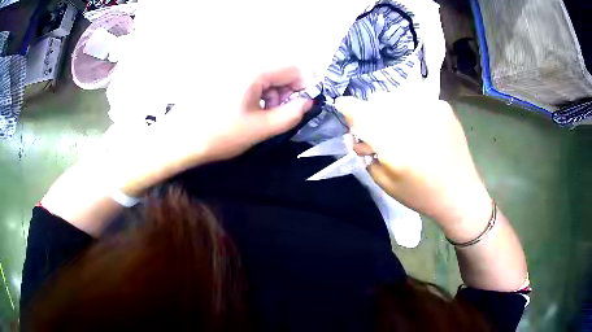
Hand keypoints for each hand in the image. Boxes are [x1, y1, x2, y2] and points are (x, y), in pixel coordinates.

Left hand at [107, 66, 312, 194]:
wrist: (177, 140)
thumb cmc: (218, 135)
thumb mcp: (261, 129)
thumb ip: (291, 114)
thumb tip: (307, 102)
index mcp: (255, 70)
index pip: (296, 67)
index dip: (305, 86)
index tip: (300, 106)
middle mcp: (243, 62)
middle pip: (280, 69)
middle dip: (286, 91)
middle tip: (276, 115)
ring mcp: (230, 67)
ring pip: (265, 74)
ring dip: (270, 92)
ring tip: (259, 115)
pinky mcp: (220, 75)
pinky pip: (249, 77)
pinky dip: (255, 92)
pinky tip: (245, 109)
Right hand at [335, 92, 491, 240]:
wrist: (460, 193)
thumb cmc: (421, 194)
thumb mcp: (386, 182)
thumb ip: (367, 156)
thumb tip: (356, 136)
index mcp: (394, 143)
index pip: (362, 113)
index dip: (349, 108)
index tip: (342, 105)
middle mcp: (412, 119)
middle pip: (379, 102)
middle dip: (372, 114)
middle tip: (377, 132)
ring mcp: (431, 109)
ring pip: (398, 97)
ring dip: (391, 110)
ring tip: (400, 129)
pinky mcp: (444, 107)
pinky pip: (417, 100)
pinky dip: (411, 110)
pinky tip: (418, 126)